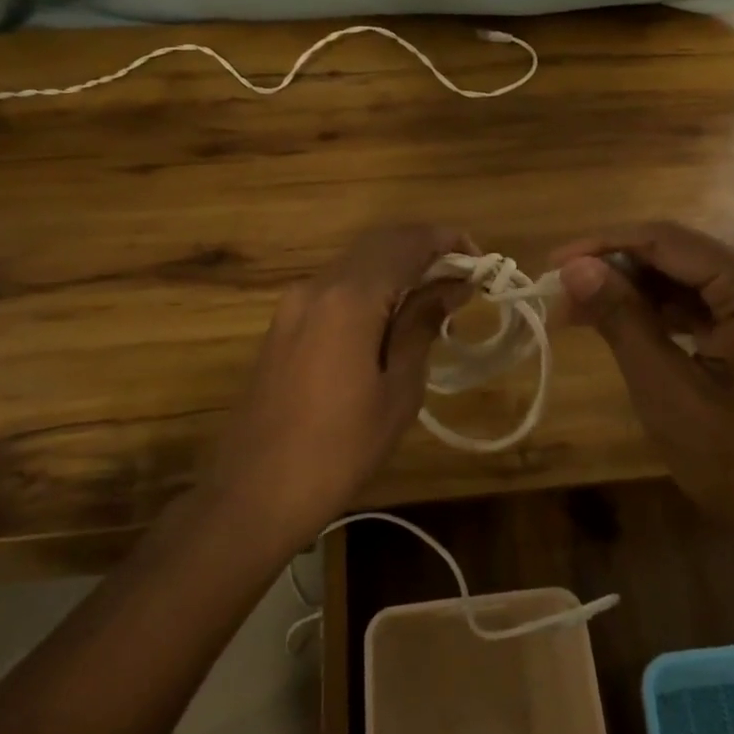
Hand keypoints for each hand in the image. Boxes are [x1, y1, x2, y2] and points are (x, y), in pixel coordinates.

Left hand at [202, 224, 471, 550]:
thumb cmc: (339, 449)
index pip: (406, 243)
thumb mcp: (398, 391)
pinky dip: (371, 289)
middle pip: (379, 244)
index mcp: (349, 298)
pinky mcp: (284, 324)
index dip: (447, 241)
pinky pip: (337, 288)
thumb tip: (451, 287)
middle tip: (463, 280)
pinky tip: (393, 321)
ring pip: (357, 264)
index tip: (480, 260)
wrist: (253, 493)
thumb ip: (422, 326)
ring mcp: (295, 304)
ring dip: (398, 269)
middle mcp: (318, 286)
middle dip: (424, 250)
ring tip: (436, 304)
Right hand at [552, 222, 733, 585]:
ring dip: (636, 293)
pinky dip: (665, 315)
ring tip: (580, 313)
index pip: (668, 240)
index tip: (552, 265)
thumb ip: (623, 323)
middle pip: (680, 255)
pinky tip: (627, 329)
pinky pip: (709, 306)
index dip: (604, 245)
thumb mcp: (671, 396)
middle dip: (617, 271)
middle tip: (560, 298)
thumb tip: (575, 268)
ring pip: (690, 279)